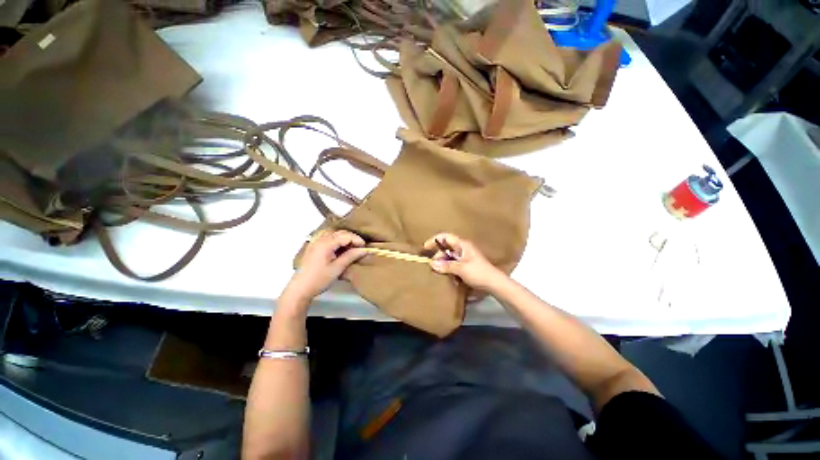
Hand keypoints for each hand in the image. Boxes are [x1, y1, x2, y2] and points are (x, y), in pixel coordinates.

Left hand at [283, 230, 366, 305]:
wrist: (300, 289)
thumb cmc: (319, 279)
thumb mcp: (338, 268)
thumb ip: (352, 256)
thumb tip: (365, 250)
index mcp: (326, 243)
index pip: (346, 236)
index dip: (357, 240)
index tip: (365, 248)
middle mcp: (320, 239)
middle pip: (340, 233)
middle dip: (352, 238)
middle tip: (360, 248)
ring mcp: (315, 242)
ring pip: (334, 234)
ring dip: (344, 238)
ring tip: (351, 248)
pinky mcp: (313, 247)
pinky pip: (327, 237)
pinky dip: (336, 240)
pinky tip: (339, 248)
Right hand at [423, 233, 504, 290]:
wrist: (494, 284)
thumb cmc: (478, 272)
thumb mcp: (461, 268)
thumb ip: (446, 265)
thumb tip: (432, 264)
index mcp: (462, 245)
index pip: (445, 237)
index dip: (434, 240)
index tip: (425, 248)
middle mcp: (462, 249)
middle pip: (445, 248)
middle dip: (438, 256)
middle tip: (432, 266)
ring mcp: (464, 258)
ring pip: (448, 257)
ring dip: (442, 263)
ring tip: (437, 272)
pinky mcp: (465, 266)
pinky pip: (453, 265)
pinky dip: (448, 269)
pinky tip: (446, 276)